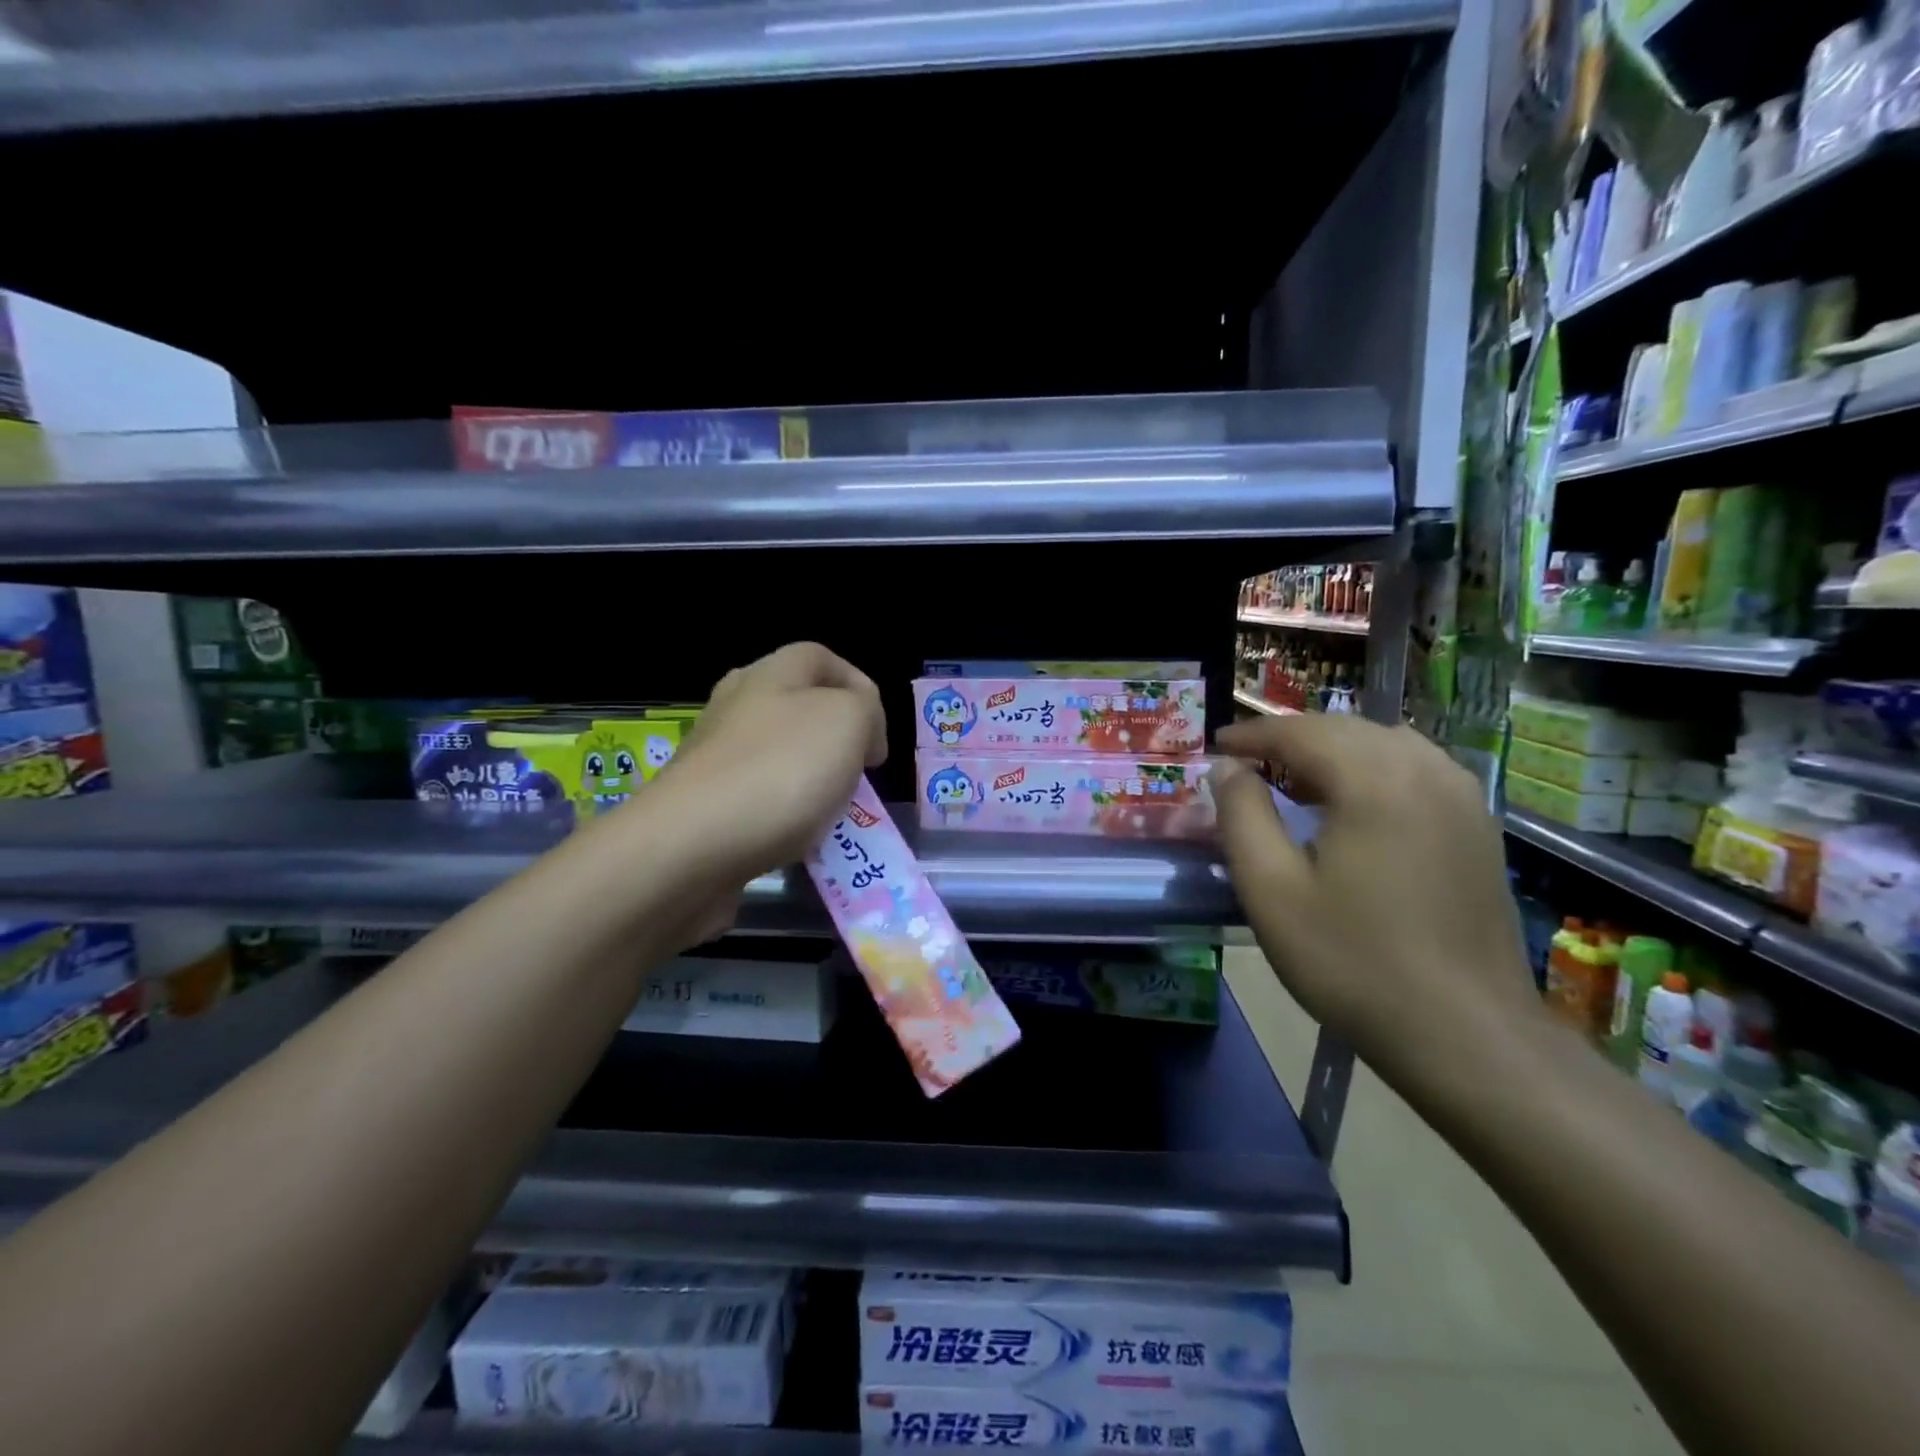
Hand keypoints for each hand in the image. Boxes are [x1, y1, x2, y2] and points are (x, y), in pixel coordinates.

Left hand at [653, 641, 886, 887]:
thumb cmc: (781, 771)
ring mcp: (713, 755)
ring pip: (777, 754)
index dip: (860, 689)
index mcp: (770, 673)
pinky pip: (755, 798)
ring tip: (829, 812)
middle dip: (834, 737)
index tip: (877, 741)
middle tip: (856, 772)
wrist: (691, 846)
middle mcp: (735, 705)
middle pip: (798, 707)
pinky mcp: (701, 803)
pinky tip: (792, 839)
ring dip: (809, 778)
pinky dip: (781, 814)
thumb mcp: (848, 721)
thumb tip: (856, 730)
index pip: (822, 658)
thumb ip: (865, 710)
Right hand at [1212, 715, 1542, 1093]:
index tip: (1215, 746)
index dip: (1251, 734)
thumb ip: (1241, 816)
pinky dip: (1373, 766)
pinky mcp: (1479, 825)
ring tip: (1294, 779)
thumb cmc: (1353, 961)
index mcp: (1374, 780)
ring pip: (1385, 742)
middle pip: (1344, 728)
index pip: (1300, 732)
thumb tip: (1227, 768)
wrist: (1466, 1034)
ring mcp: (1462, 796)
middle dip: (1289, 737)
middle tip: (1245, 763)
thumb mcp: (1270, 890)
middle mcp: (1425, 770)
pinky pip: (1417, 767)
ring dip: (1332, 749)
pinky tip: (1354, 801)